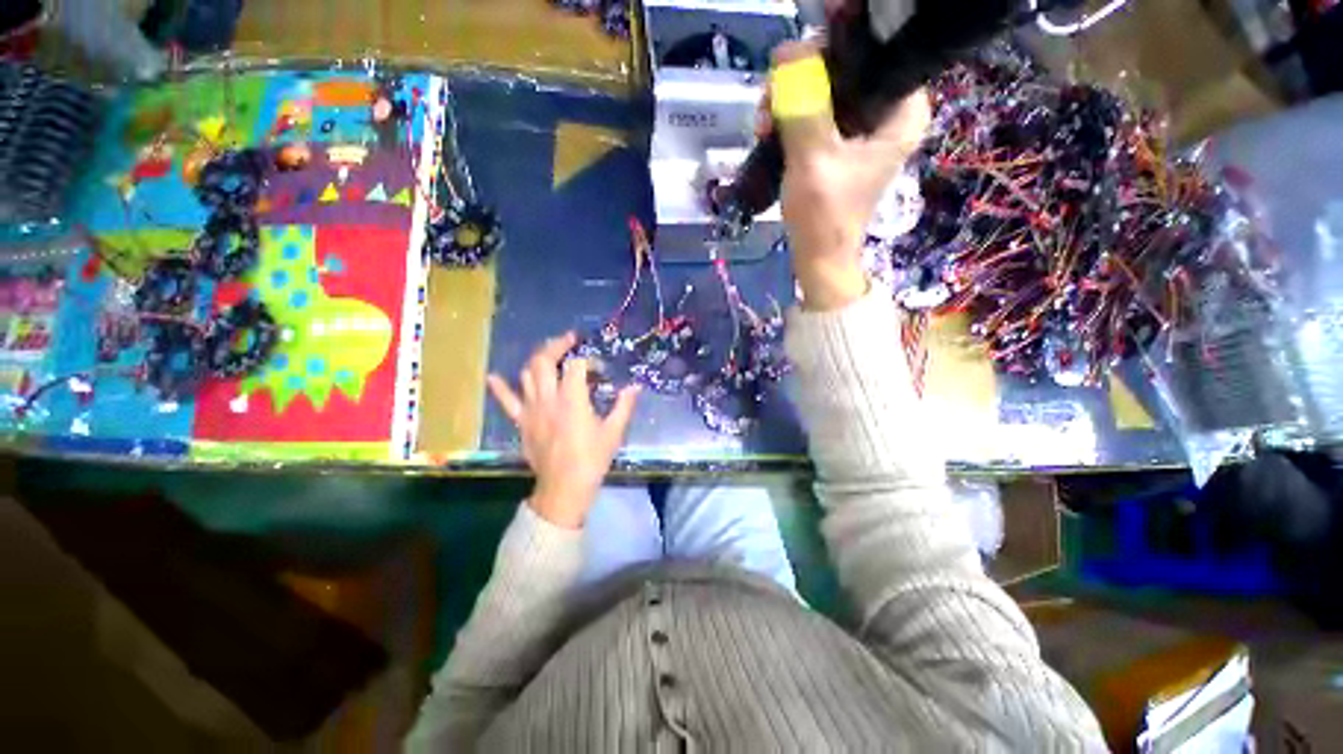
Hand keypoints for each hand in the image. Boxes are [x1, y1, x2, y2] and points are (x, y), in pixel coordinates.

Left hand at [487, 333, 639, 528]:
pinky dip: (500, 388)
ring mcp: (531, 409)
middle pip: (545, 360)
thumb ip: (624, 405)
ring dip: (538, 360)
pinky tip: (493, 376)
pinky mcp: (521, 422)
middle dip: (557, 345)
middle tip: (569, 340)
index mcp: (572, 399)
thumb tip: (636, 386)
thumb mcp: (614, 432)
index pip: (576, 365)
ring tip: (549, 355)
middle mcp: (548, 398)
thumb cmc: (592, 459)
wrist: (564, 487)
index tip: (599, 369)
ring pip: (528, 374)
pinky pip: (507, 401)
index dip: (589, 360)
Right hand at [768, 41, 930, 310]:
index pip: (877, 47)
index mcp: (902, 109)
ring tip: (763, 124)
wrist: (818, 258)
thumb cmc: (824, 215)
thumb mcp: (813, 158)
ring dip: (788, 99)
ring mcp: (863, 127)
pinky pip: (816, 111)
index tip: (798, 53)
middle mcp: (888, 110)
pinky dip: (790, 117)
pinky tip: (768, 131)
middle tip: (770, 101)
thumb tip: (788, 50)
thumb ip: (802, 103)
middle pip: (846, 65)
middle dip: (801, 78)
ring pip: (825, 88)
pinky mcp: (841, 143)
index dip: (838, 40)